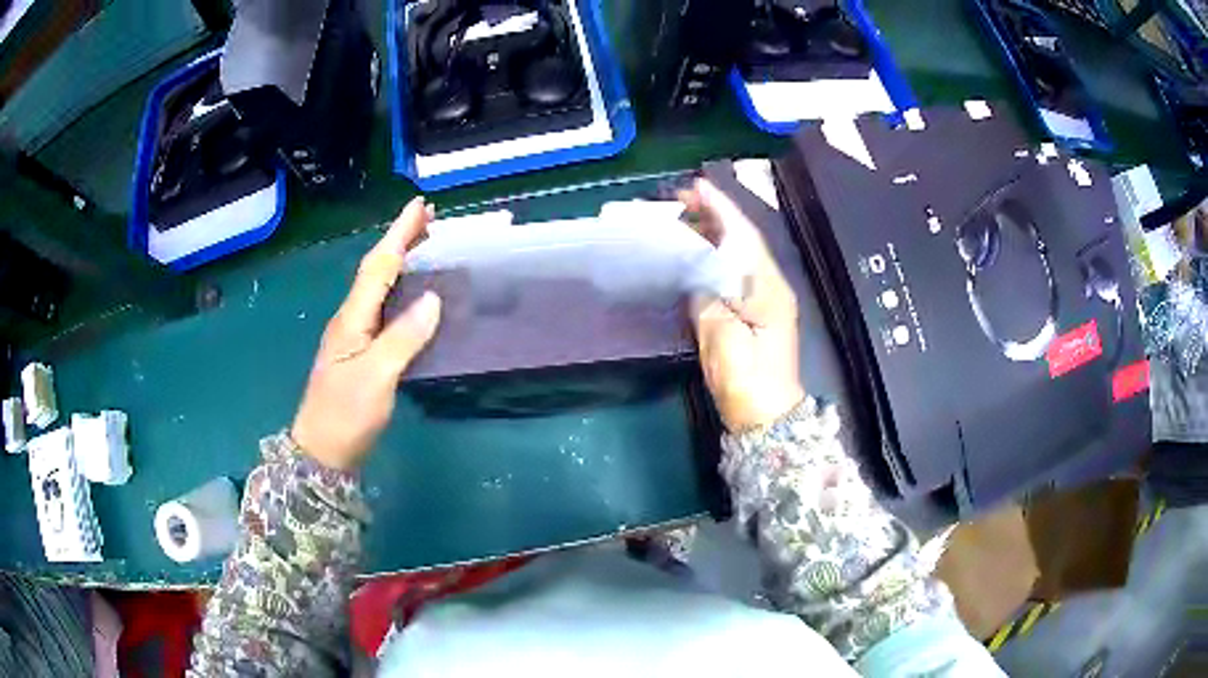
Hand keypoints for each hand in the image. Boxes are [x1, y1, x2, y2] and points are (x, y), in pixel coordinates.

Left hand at [291, 198, 441, 469]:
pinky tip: (411, 294)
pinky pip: (383, 308)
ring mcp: (354, 336)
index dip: (399, 234)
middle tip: (429, 218)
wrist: (322, 452)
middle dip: (400, 240)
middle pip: (376, 270)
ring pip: (378, 287)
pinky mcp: (360, 352)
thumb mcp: (375, 377)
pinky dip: (399, 290)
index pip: (378, 266)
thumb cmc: (345, 415)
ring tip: (424, 245)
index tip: (420, 205)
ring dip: (400, 261)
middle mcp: (351, 319)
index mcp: (352, 318)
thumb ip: (403, 338)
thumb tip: (433, 299)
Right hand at [680, 179, 804, 431]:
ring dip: (713, 234)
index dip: (721, 209)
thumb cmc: (748, 382)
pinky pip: (732, 275)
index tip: (696, 187)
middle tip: (680, 200)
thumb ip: (708, 302)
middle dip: (714, 216)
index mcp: (767, 289)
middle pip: (742, 241)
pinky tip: (695, 255)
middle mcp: (769, 287)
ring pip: (737, 256)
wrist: (767, 420)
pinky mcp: (754, 315)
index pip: (743, 237)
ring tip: (683, 219)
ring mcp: (764, 301)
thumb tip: (697, 281)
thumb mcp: (724, 341)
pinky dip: (713, 258)